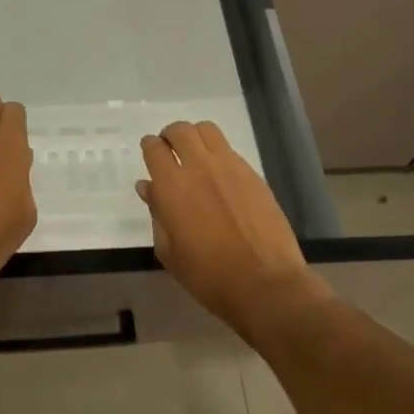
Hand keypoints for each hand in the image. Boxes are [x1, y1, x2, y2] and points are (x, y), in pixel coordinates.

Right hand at [136, 121, 327, 330]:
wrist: (264, 284)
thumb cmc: (208, 276)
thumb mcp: (170, 252)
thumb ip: (156, 214)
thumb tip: (148, 187)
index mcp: (172, 187)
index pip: (154, 149)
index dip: (149, 147)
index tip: (150, 152)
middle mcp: (199, 167)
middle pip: (180, 130)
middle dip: (170, 135)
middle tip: (170, 150)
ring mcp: (230, 167)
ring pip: (207, 130)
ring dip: (195, 136)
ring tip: (195, 154)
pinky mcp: (253, 174)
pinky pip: (230, 150)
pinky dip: (218, 153)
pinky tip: (220, 176)